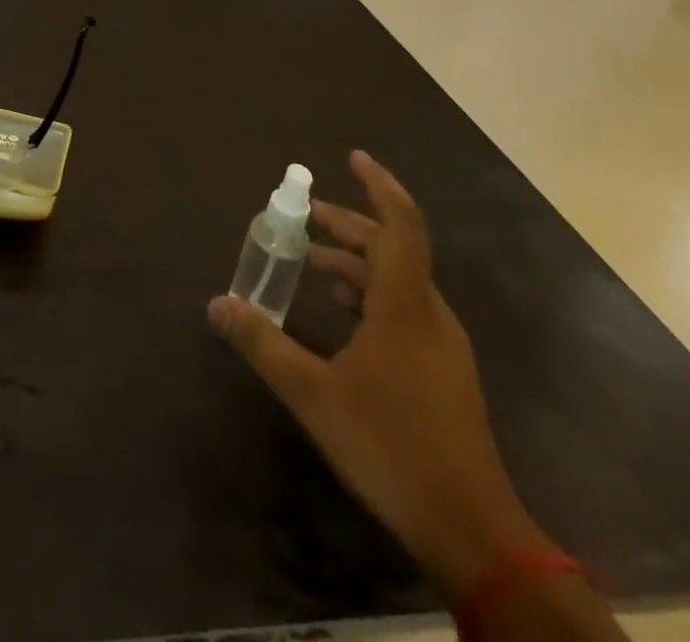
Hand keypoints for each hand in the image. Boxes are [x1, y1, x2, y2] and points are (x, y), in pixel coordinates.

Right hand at [209, 150, 546, 599]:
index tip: (353, 158)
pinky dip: (371, 294)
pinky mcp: (444, 371)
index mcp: (404, 305)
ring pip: (399, 280)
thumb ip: (263, 344)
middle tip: (307, 218)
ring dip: (357, 262)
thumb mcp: (313, 395)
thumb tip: (217, 304)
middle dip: (350, 226)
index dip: (379, 185)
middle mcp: (429, 313)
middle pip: (393, 247)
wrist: (472, 530)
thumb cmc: (391, 447)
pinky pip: (405, 308)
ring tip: (313, 263)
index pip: (400, 224)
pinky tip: (343, 315)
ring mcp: (442, 344)